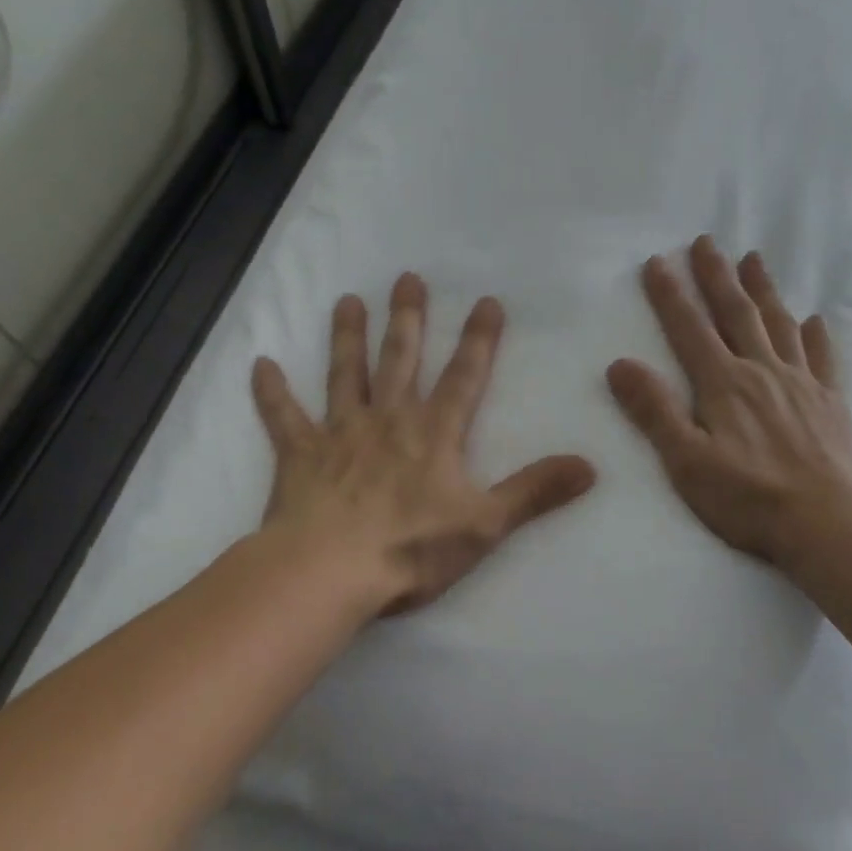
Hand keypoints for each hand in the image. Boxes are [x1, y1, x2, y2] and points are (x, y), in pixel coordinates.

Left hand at [252, 273, 596, 617]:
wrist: (328, 572)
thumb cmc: (411, 548)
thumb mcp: (485, 524)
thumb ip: (535, 491)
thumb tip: (590, 466)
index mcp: (434, 434)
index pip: (464, 376)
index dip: (479, 339)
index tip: (486, 300)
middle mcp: (388, 420)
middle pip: (401, 358)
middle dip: (408, 318)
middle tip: (408, 278)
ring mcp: (341, 434)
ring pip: (346, 374)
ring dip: (347, 337)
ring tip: (348, 300)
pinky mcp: (300, 456)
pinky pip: (283, 418)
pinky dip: (271, 393)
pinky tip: (261, 365)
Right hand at [606, 237, 851, 566]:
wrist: (825, 522)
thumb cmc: (747, 497)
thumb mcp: (686, 461)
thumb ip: (654, 410)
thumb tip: (620, 365)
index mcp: (723, 383)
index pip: (689, 328)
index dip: (670, 294)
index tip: (657, 261)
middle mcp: (761, 370)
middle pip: (736, 313)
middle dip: (717, 276)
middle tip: (706, 241)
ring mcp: (800, 383)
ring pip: (779, 324)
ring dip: (764, 290)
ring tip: (754, 258)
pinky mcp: (830, 402)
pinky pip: (823, 358)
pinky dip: (816, 335)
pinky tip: (814, 320)